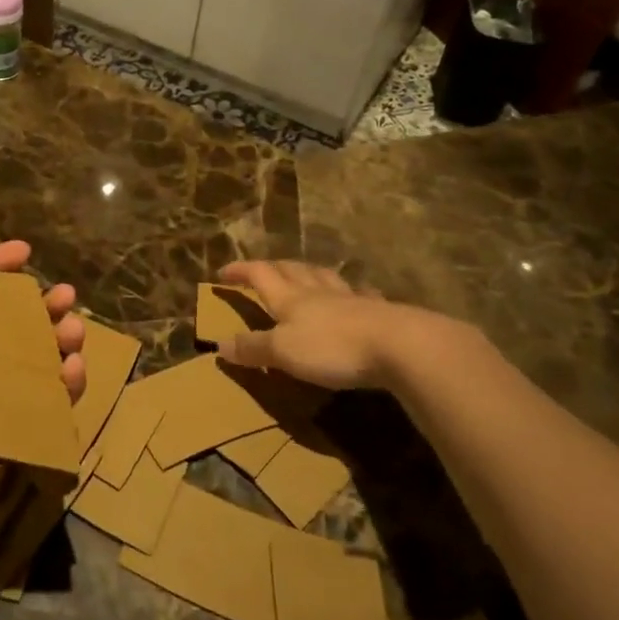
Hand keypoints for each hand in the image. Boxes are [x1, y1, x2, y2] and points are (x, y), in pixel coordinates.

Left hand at [0, 241, 85, 514]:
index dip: (3, 267)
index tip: (28, 252)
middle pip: (19, 321)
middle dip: (46, 304)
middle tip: (67, 295)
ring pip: (40, 357)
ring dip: (63, 339)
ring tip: (73, 332)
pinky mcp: (12, 423)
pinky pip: (47, 398)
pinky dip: (67, 382)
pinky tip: (72, 370)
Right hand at [216, 259, 472, 392]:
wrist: (399, 346)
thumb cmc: (332, 348)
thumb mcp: (283, 352)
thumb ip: (253, 348)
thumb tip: (219, 344)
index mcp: (290, 299)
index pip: (260, 275)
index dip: (241, 271)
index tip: (223, 271)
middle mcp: (318, 293)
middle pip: (292, 270)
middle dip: (273, 267)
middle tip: (262, 269)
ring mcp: (351, 300)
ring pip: (325, 278)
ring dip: (310, 273)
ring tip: (305, 273)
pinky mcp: (379, 313)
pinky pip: (361, 296)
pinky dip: (352, 292)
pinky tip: (357, 295)